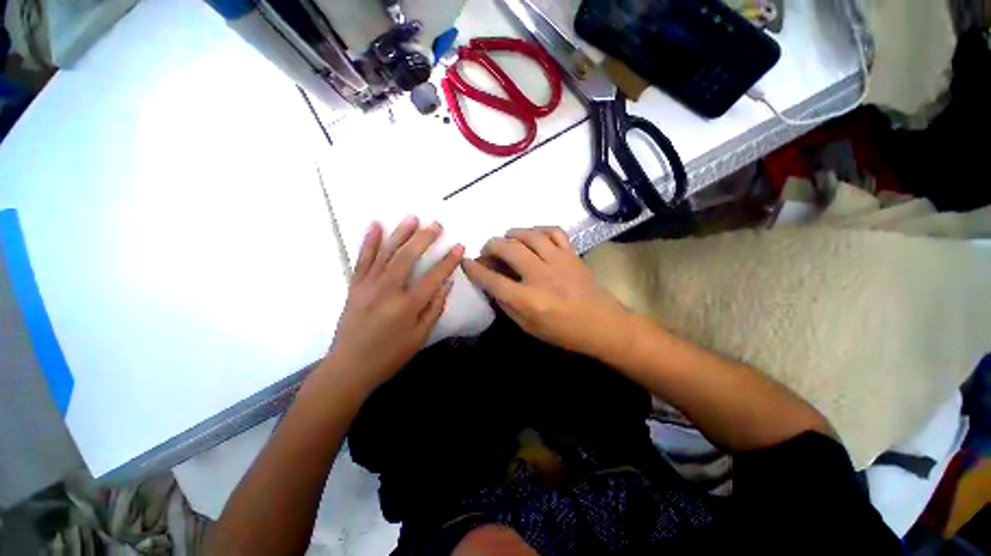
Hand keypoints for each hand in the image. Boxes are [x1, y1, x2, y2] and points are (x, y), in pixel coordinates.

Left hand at [324, 217, 463, 392]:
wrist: (348, 368)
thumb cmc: (389, 356)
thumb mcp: (419, 338)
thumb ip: (434, 309)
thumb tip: (446, 284)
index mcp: (406, 307)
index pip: (433, 277)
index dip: (448, 261)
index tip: (459, 246)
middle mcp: (387, 291)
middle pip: (407, 257)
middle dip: (424, 238)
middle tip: (436, 224)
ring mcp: (368, 286)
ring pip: (385, 253)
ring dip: (400, 233)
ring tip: (412, 217)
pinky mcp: (355, 286)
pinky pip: (362, 259)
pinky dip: (369, 241)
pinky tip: (375, 225)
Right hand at [462, 226, 630, 357]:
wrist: (603, 325)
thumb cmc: (564, 332)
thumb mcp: (529, 328)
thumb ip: (508, 306)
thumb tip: (493, 286)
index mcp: (529, 300)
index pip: (493, 280)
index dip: (475, 269)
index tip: (466, 262)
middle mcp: (541, 276)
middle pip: (508, 249)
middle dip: (491, 245)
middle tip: (488, 249)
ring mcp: (559, 261)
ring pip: (530, 235)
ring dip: (513, 233)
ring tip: (508, 238)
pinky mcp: (572, 254)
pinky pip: (555, 231)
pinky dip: (540, 229)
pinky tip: (534, 236)